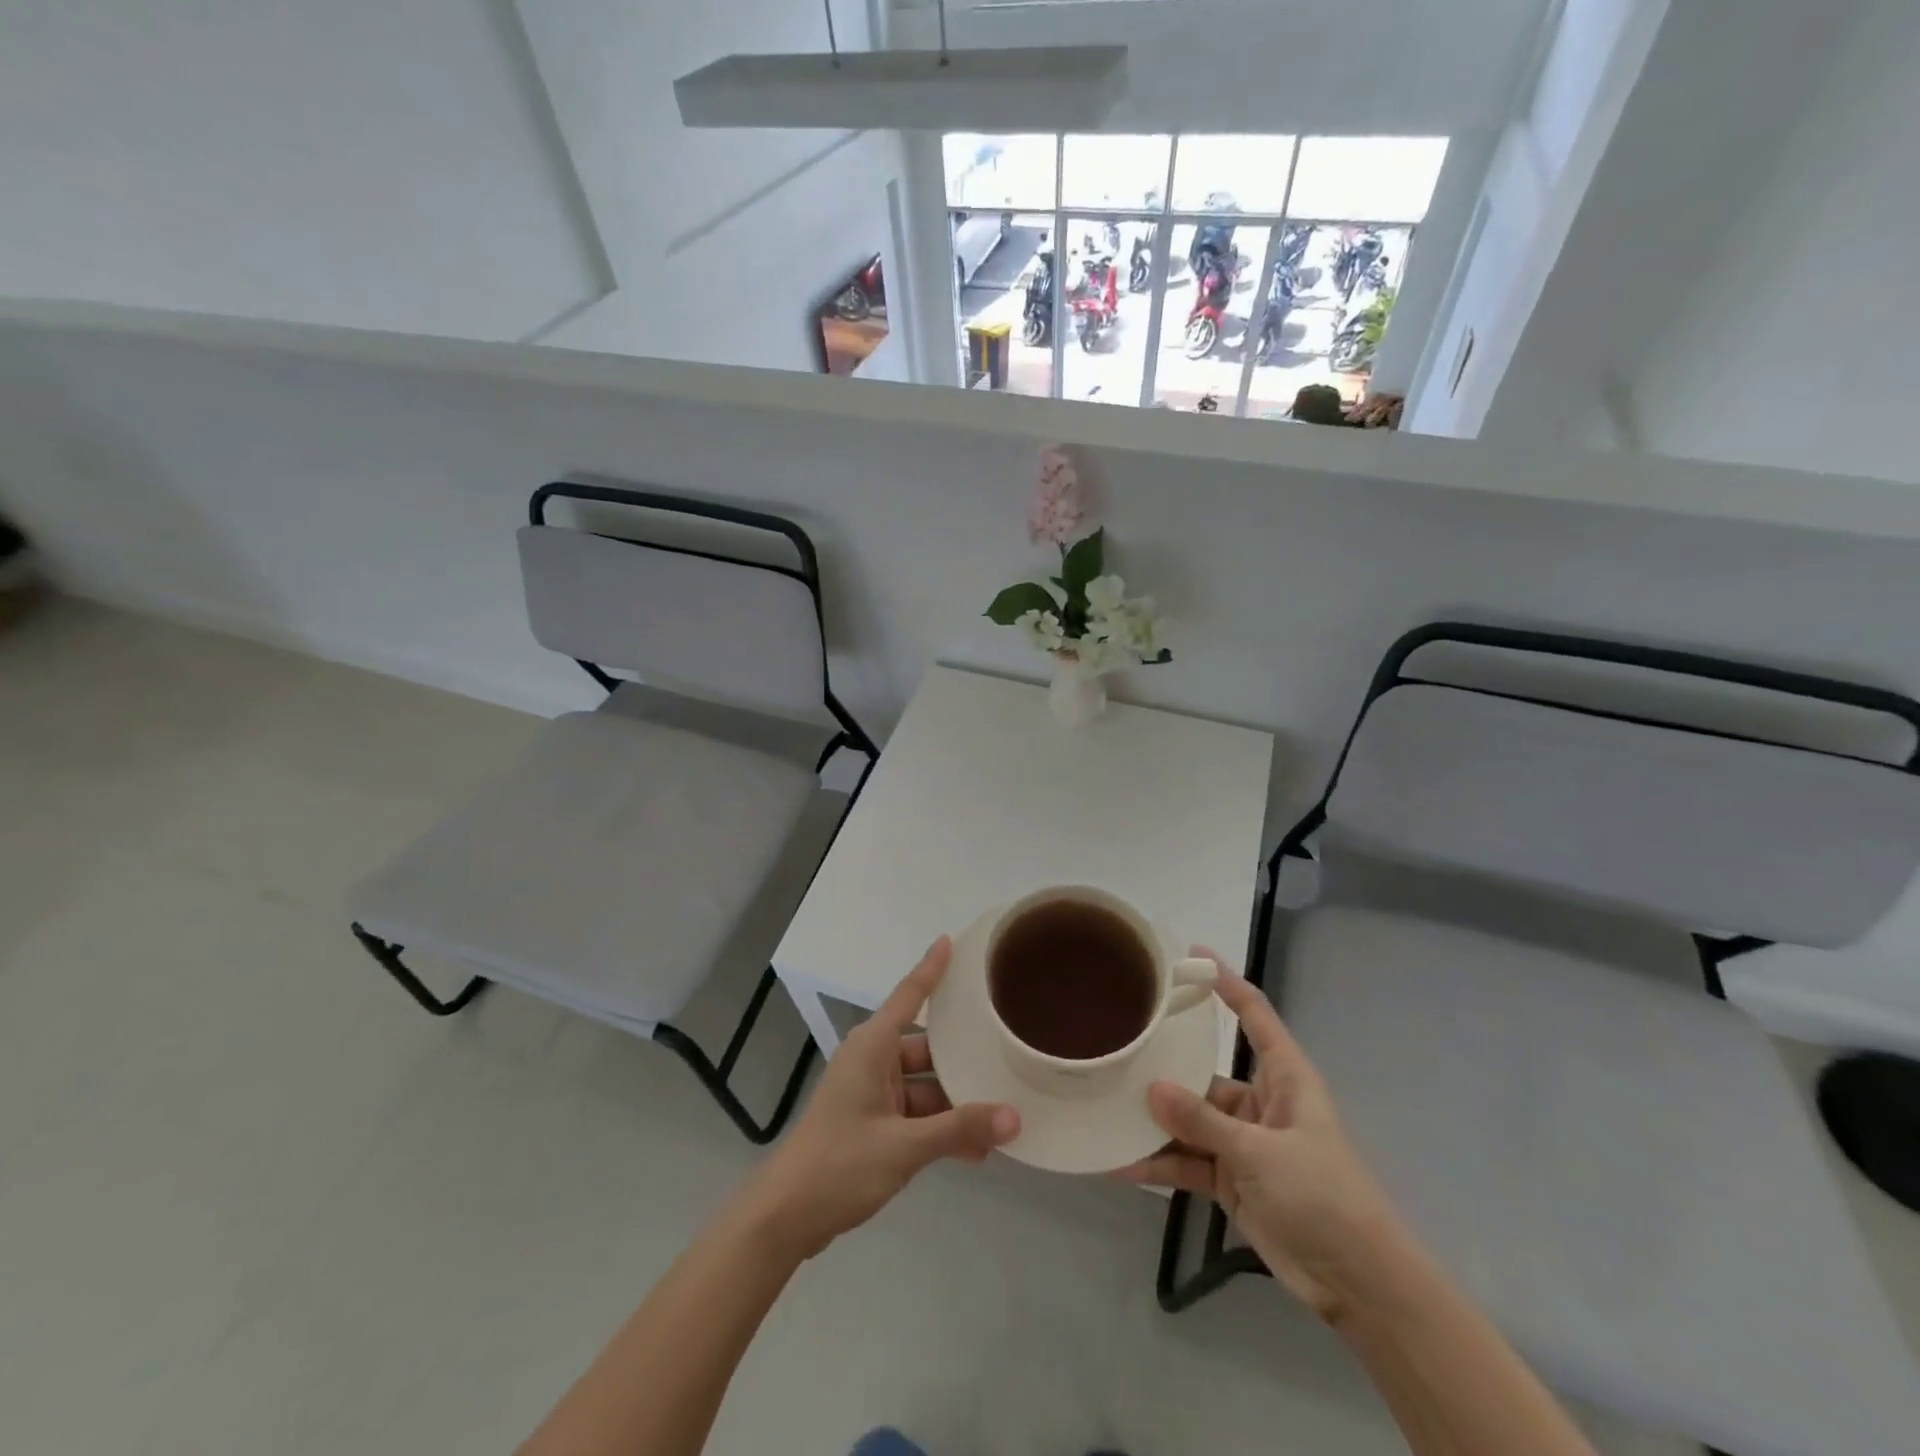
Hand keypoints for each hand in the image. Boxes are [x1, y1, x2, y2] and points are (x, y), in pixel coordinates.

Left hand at [740, 937, 1019, 1261]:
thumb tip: (1014, 1117)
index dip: (931, 967)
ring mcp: (871, 1093)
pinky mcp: (871, 1123)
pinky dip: (939, 1128)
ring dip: (955, 1104)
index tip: (951, 940)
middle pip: (927, 1048)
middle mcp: (872, 1060)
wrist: (785, 1217)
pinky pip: (915, 1114)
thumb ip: (959, 1129)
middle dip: (963, 1060)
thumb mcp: (904, 1146)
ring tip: (1001, 1117)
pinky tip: (974, 1150)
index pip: (909, 995)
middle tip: (1006, 1056)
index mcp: (872, 1046)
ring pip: (925, 1086)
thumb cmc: (840, 1164)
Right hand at [1117, 951, 1406, 1324]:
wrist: (1357, 1282)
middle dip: (1164, 1066)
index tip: (1192, 954)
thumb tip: (1151, 1089)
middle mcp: (1259, 1102)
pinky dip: (1157, 1164)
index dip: (1227, 983)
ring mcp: (1242, 1142)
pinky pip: (1186, 1162)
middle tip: (1118, 1044)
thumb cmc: (1322, 1194)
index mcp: (1283, 1077)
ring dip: (1153, 1121)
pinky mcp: (1230, 1179)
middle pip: (1204, 1072)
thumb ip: (1203, 1121)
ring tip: (1105, 1106)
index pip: (1254, 1015)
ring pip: (1189, 1119)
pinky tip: (1119, 1162)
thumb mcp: (1261, 1152)